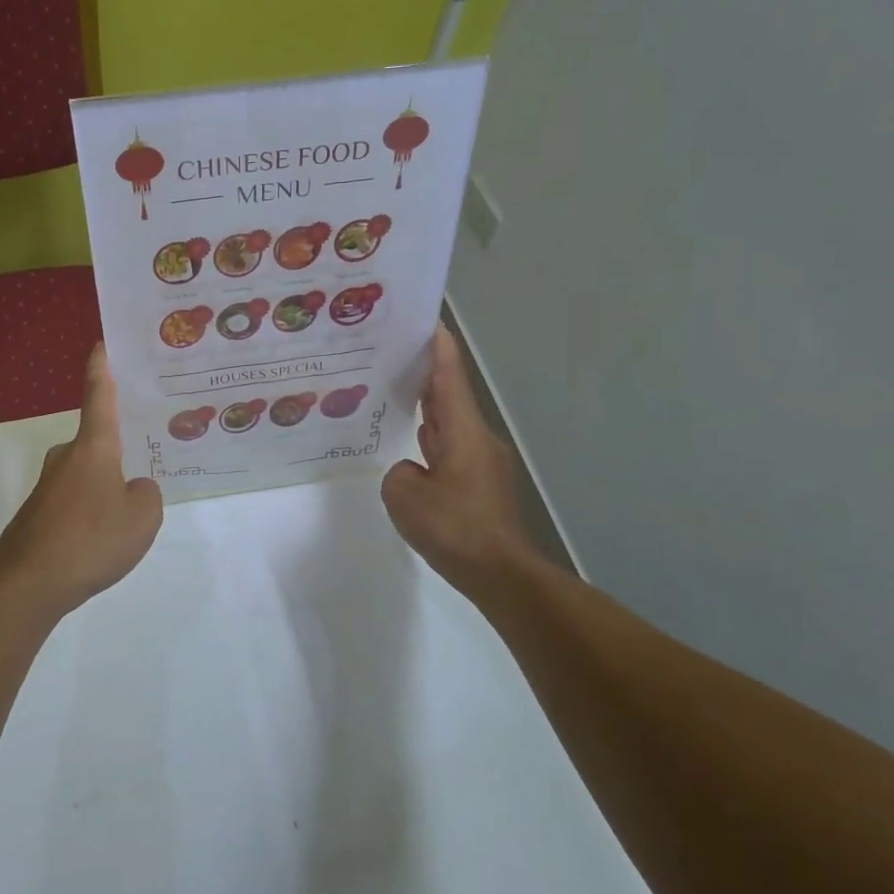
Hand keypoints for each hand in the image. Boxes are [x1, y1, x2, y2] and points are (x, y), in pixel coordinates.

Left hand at [0, 345, 163, 617]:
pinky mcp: (37, 514)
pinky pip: (75, 503)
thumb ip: (146, 495)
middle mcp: (66, 458)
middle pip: (97, 443)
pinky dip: (90, 515)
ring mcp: (47, 487)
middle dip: (118, 452)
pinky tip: (101, 541)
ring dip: (105, 490)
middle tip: (145, 460)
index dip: (101, 370)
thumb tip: (133, 489)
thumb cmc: (92, 539)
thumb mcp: (143, 517)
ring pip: (87, 477)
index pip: (99, 397)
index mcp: (94, 447)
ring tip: (128, 516)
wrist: (29, 583)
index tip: (99, 345)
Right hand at [382, 326, 537, 592]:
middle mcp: (476, 439)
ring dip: (427, 408)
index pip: (449, 378)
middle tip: (394, 354)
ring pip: (450, 424)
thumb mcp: (405, 496)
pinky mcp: (480, 485)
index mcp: (462, 432)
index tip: (426, 320)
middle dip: (426, 373)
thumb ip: (398, 473)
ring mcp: (481, 463)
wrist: (499, 573)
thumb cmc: (453, 527)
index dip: (438, 347)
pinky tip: (411, 448)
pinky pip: (450, 450)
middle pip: (449, 396)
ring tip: (394, 395)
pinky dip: (432, 440)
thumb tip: (411, 472)